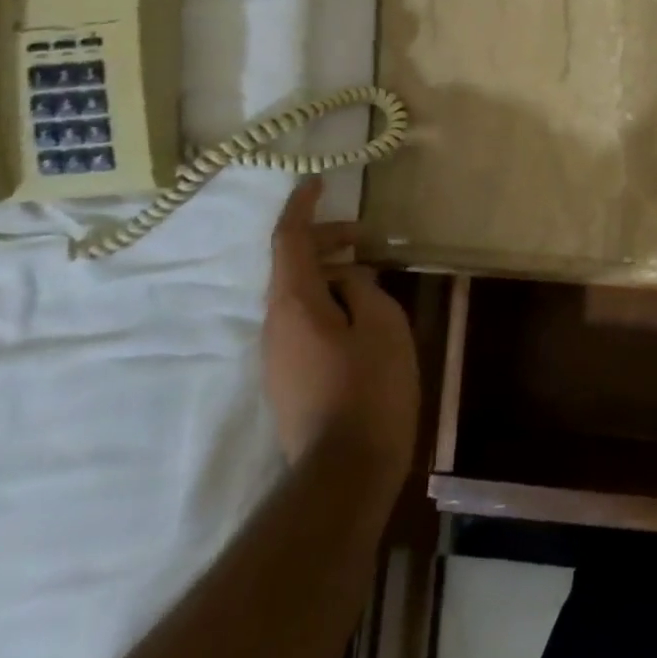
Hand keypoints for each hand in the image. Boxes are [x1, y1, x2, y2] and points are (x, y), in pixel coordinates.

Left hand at [264, 177, 420, 481]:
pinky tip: (360, 318)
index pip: (288, 240)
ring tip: (369, 277)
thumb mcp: (382, 325)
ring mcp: (276, 358)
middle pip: (291, 268)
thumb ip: (363, 289)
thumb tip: (348, 280)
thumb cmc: (370, 389)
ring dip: (329, 276)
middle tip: (365, 236)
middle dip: (325, 242)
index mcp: (294, 304)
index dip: (302, 207)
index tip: (316, 183)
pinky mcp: (288, 381)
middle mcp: (274, 326)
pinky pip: (303, 324)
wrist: (343, 474)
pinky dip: (328, 305)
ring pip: (298, 298)